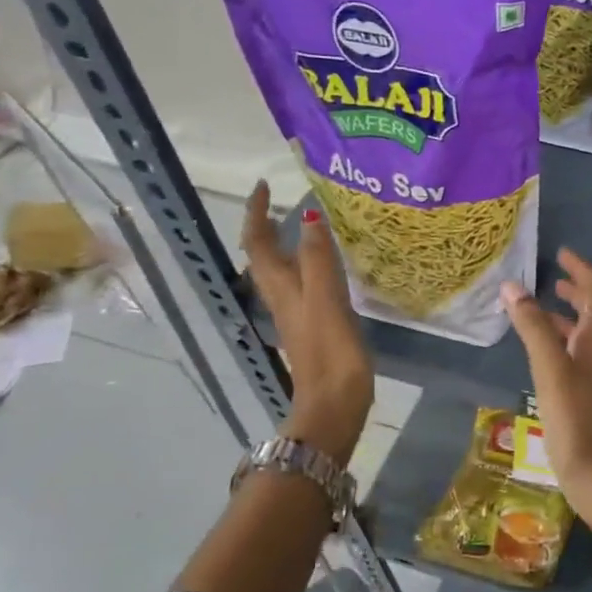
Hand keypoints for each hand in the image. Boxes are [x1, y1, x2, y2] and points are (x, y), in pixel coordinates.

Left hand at [243, 181, 373, 464]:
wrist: (334, 405)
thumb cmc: (330, 353)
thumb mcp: (325, 301)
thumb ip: (318, 259)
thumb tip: (308, 215)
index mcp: (281, 289)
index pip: (257, 243)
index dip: (257, 214)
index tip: (265, 186)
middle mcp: (283, 299)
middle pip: (264, 257)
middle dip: (268, 226)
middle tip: (285, 202)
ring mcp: (297, 315)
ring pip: (283, 272)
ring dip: (287, 246)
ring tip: (307, 226)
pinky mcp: (314, 328)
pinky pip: (305, 286)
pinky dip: (309, 267)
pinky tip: (329, 269)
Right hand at [501, 250, 591, 553]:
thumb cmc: (578, 422)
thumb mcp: (551, 370)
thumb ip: (533, 328)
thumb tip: (513, 286)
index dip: (582, 270)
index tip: (562, 254)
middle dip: (576, 290)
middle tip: (552, 277)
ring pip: (585, 336)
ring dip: (566, 317)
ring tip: (539, 308)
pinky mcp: (591, 399)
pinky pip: (576, 358)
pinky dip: (559, 344)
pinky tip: (541, 355)